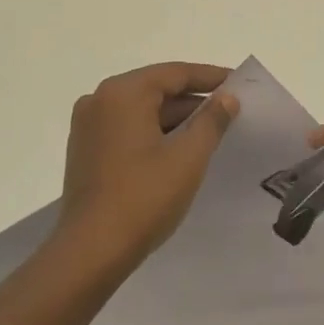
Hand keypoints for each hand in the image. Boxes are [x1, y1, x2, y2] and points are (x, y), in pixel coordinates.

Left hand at [53, 62, 239, 283]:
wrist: (91, 251)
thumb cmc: (144, 197)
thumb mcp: (188, 157)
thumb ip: (211, 121)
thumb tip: (226, 98)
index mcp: (123, 93)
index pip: (174, 73)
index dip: (210, 77)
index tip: (238, 82)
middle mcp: (99, 100)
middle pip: (156, 89)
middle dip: (193, 99)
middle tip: (230, 108)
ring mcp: (88, 125)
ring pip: (141, 110)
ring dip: (174, 118)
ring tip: (211, 130)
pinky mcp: (85, 149)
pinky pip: (127, 128)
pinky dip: (154, 132)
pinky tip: (178, 148)